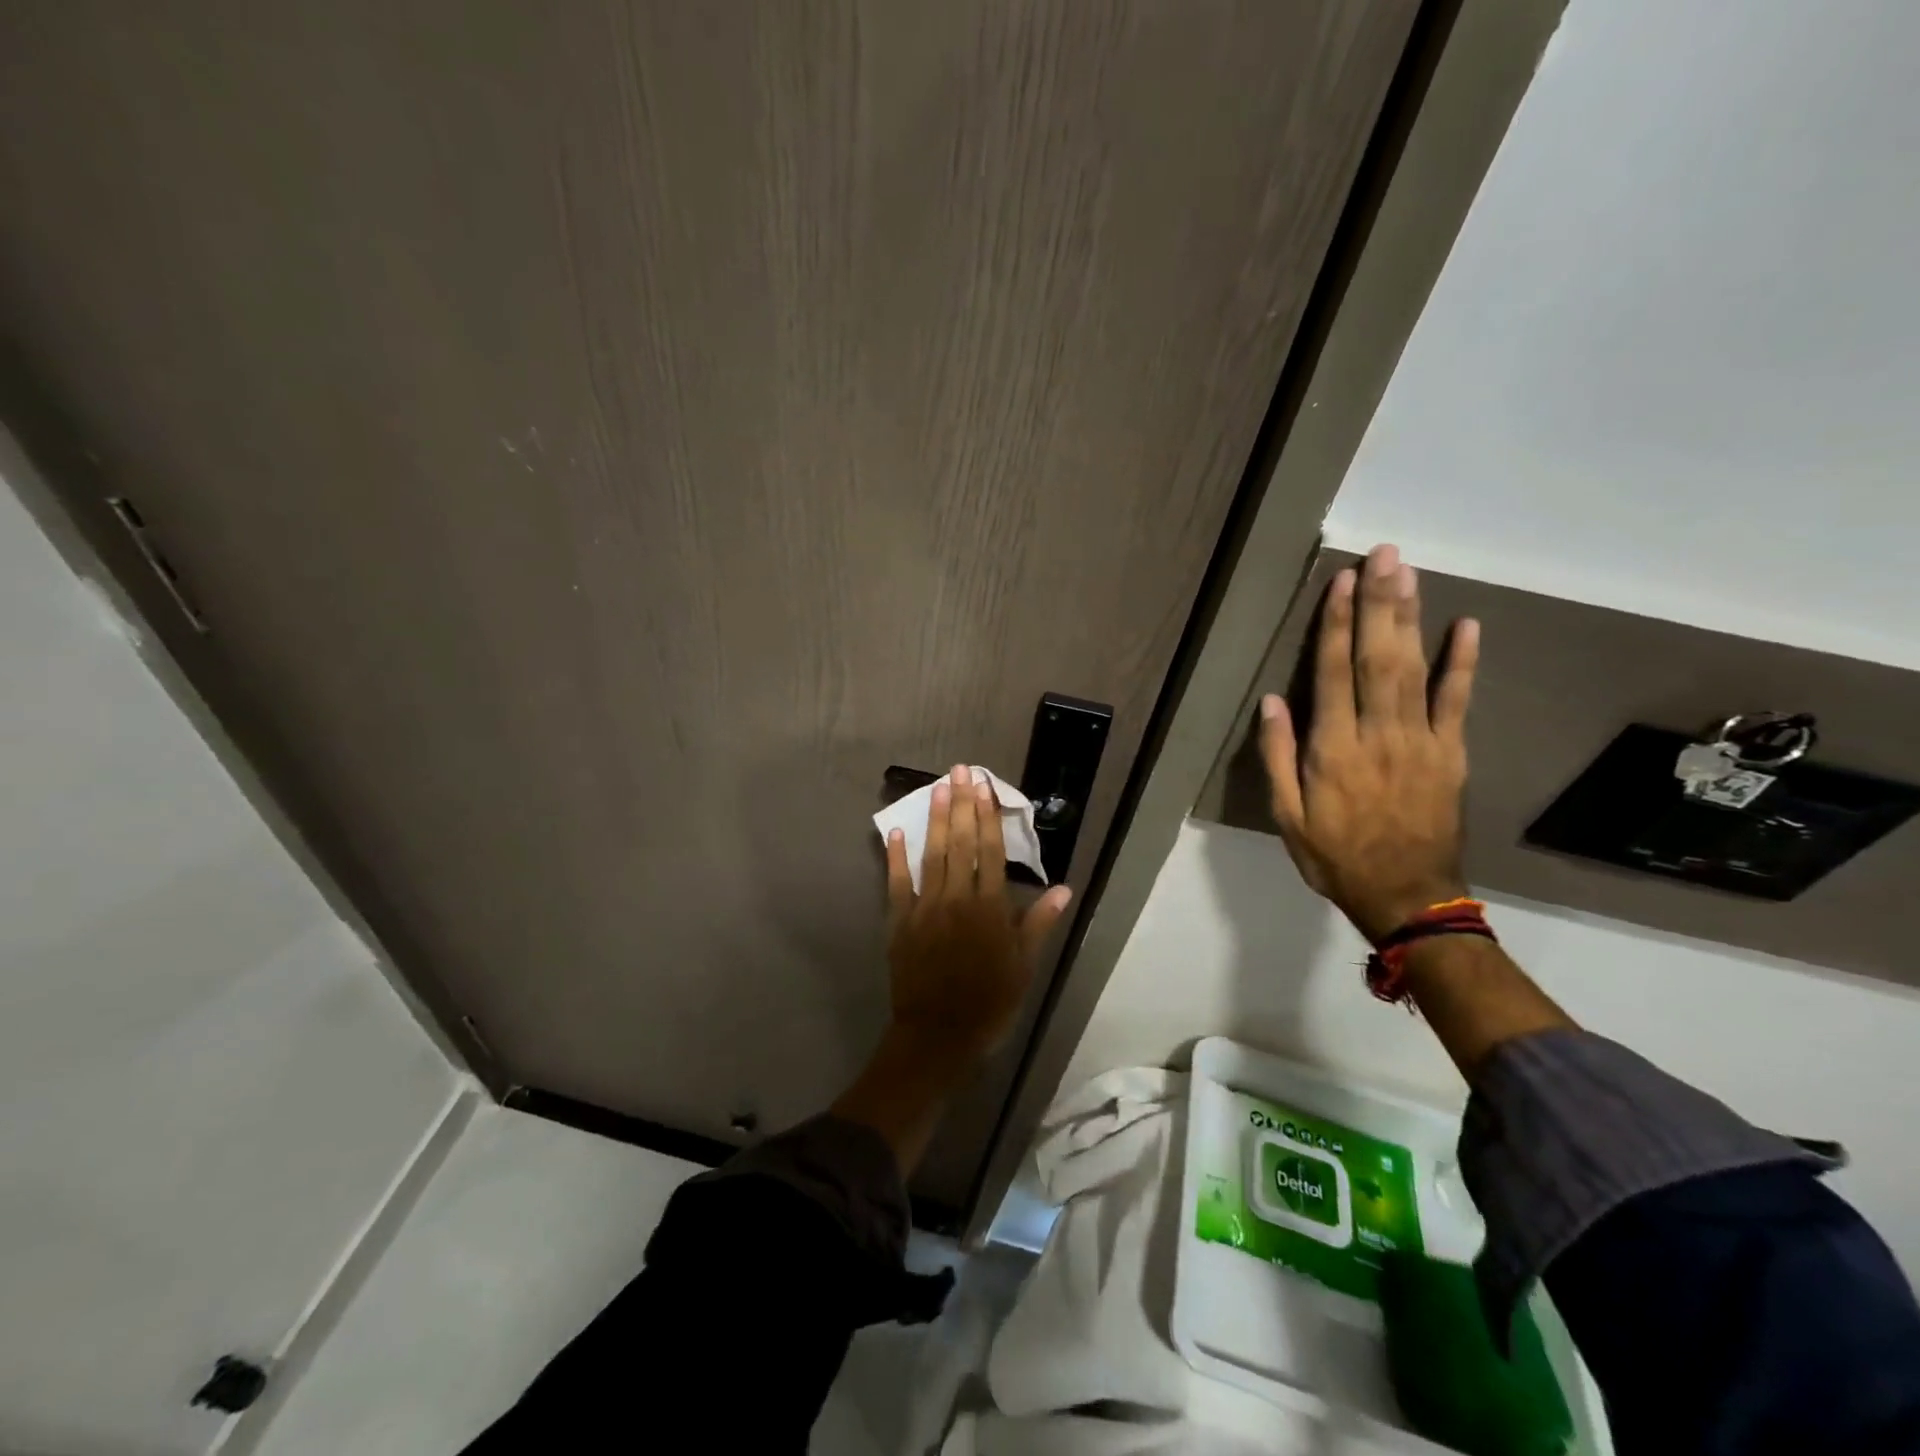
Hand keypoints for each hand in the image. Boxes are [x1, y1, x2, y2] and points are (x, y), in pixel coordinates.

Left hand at [883, 765, 1073, 1069]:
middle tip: (960, 771)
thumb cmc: (989, 1002)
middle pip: (960, 842)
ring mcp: (924, 907)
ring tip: (938, 787)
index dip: (987, 815)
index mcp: (989, 907)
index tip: (984, 786)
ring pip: (931, 854)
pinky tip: (897, 831)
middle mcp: (956, 898)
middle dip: (961, 804)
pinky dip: (896, 856)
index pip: (989, 850)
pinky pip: (897, 882)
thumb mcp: (1024, 966)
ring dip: (935, 819)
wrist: (938, 1036)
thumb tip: (1065, 888)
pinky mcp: (899, 921)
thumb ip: (1039, 922)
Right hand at [1257, 544, 1479, 943]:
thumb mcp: (1287, 816)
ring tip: (1408, 573)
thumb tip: (1272, 701)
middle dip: (1379, 604)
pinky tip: (1466, 626)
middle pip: (1378, 658)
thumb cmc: (1335, 856)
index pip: (1333, 674)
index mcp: (1333, 750)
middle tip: (1384, 555)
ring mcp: (1422, 741)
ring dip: (1411, 618)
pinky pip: (1458, 701)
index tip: (1342, 582)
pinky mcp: (1451, 754)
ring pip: (1414, 669)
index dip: (1337, 625)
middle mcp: (1378, 735)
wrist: (1407, 896)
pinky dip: (1462, 662)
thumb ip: (1278, 757)